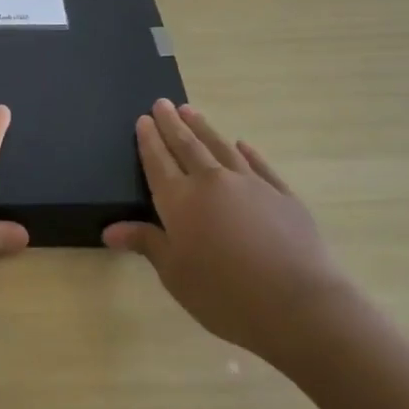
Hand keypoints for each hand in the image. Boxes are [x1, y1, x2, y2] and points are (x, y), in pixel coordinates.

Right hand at [103, 100, 354, 363]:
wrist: (298, 305)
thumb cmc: (225, 294)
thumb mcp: (175, 274)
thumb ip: (146, 243)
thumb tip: (110, 229)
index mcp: (180, 201)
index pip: (158, 161)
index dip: (149, 140)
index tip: (143, 119)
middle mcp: (212, 182)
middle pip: (187, 145)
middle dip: (172, 123)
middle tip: (162, 103)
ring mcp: (251, 185)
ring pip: (221, 147)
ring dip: (203, 128)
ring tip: (190, 110)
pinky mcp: (283, 195)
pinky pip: (259, 165)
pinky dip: (247, 152)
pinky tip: (242, 144)